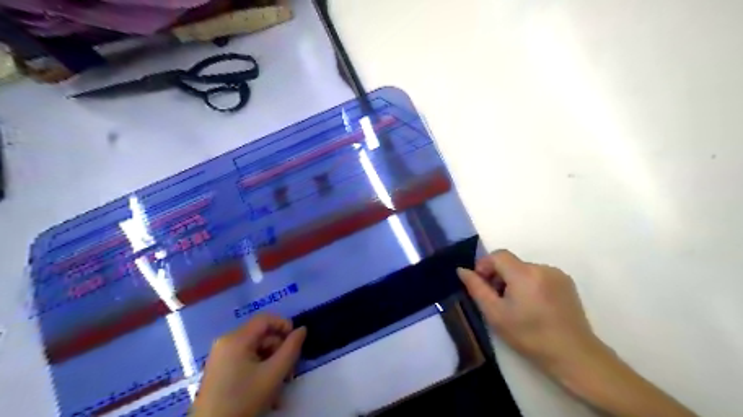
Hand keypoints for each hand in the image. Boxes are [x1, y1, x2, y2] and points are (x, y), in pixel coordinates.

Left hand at [194, 313, 307, 416]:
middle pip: (261, 335)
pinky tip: (266, 388)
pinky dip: (259, 369)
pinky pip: (245, 360)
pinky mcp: (219, 369)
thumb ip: (291, 349)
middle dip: (279, 350)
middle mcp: (226, 342)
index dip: (284, 325)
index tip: (296, 342)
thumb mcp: (273, 374)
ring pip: (255, 349)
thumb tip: (302, 329)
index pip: (265, 319)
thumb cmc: (243, 400)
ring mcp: (221, 356)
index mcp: (235, 339)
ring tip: (280, 383)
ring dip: (271, 362)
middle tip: (290, 370)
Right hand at [460, 251, 602, 378]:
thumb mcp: (495, 314)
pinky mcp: (567, 283)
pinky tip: (534, 306)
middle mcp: (542, 268)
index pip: (498, 255)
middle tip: (497, 300)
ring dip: (515, 281)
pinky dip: (530, 284)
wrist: (573, 355)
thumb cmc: (529, 336)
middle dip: (499, 276)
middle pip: (511, 263)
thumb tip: (462, 270)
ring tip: (517, 306)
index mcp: (524, 274)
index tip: (482, 285)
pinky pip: (540, 275)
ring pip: (525, 270)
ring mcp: (557, 274)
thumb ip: (476, 288)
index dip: (485, 265)